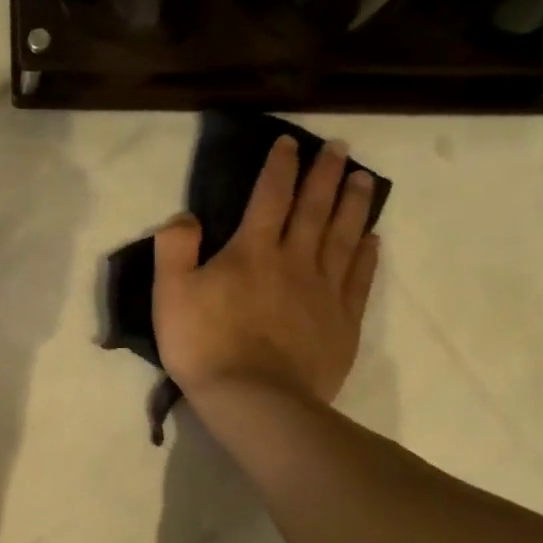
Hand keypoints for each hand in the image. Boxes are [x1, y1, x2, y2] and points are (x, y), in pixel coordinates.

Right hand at [153, 136, 380, 404]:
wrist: (254, 399)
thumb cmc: (204, 345)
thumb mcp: (170, 293)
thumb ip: (175, 248)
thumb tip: (186, 216)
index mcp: (252, 250)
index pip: (270, 196)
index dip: (280, 167)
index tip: (290, 143)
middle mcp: (295, 260)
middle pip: (315, 209)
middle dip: (326, 175)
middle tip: (340, 148)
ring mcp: (324, 291)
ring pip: (344, 237)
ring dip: (354, 205)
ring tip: (364, 180)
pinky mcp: (342, 322)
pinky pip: (359, 279)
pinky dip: (367, 255)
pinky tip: (372, 239)